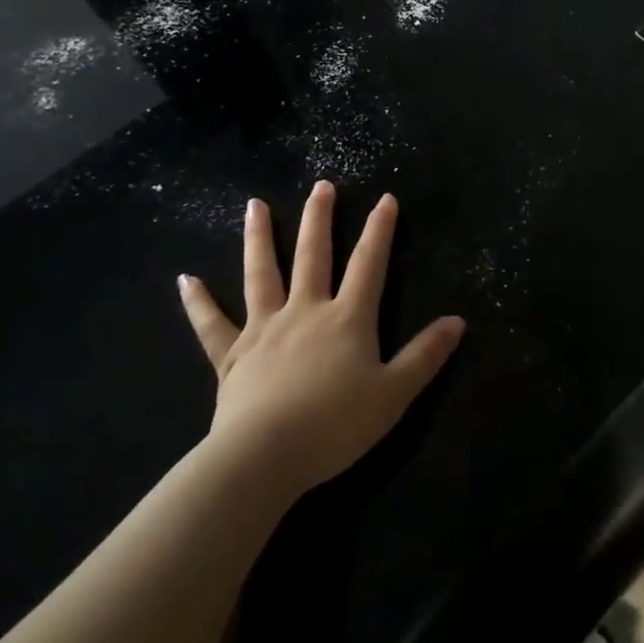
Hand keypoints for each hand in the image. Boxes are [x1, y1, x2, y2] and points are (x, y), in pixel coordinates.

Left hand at [176, 182, 464, 499]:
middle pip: (313, 255)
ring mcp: (264, 329)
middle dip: (319, 218)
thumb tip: (457, 321)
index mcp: (347, 318)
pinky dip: (198, 302)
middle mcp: (305, 311)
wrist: (264, 457)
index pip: (369, 264)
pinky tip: (185, 279)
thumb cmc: (335, 425)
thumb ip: (425, 356)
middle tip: (321, 185)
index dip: (380, 230)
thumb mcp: (394, 394)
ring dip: (259, 237)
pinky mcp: (232, 355)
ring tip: (254, 204)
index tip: (385, 198)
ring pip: (261, 274)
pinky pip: (212, 324)